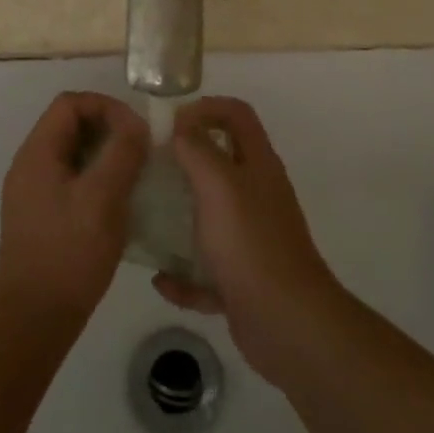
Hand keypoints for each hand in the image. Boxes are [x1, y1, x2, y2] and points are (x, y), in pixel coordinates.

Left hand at [0, 92, 149, 325]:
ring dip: (105, 155)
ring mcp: (33, 192)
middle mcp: (30, 165)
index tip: (136, 130)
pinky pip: (71, 180)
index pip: (70, 103)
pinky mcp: (41, 216)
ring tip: (136, 174)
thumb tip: (136, 125)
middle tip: (141, 150)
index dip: (105, 106)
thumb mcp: (103, 196)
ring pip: (73, 154)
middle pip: (70, 126)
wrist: (34, 317)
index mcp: (37, 152)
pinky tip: (120, 203)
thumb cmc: (70, 251)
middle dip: (108, 130)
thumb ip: (122, 152)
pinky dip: (97, 179)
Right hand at [152, 97, 340, 386]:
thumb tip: (182, 127)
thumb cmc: (251, 244)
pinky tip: (161, 280)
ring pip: (210, 218)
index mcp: (258, 166)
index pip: (236, 114)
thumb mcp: (220, 186)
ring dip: (179, 219)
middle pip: (220, 164)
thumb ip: (198, 150)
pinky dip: (184, 277)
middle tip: (149, 168)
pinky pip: (206, 273)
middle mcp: (256, 197)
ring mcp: (251, 240)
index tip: (170, 123)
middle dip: (184, 162)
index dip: (205, 108)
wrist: (288, 325)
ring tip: (145, 218)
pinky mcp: (243, 281)